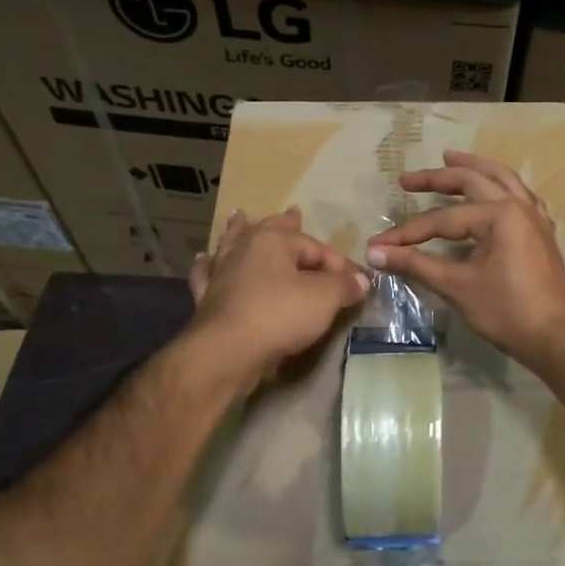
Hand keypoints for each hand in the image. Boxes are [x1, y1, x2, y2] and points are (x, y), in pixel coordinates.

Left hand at [186, 207, 367, 391]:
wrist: (227, 353)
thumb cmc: (279, 316)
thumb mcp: (324, 298)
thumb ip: (344, 285)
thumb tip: (361, 280)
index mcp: (272, 241)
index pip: (315, 247)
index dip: (339, 264)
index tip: (357, 283)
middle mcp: (243, 249)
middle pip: (268, 230)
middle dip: (284, 222)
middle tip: (293, 212)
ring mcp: (221, 273)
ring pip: (231, 245)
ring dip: (238, 231)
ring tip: (239, 217)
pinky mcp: (207, 298)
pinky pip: (207, 275)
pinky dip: (207, 266)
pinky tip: (204, 260)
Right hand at [366, 151, 564, 370]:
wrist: (556, 337)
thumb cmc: (506, 310)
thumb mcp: (457, 286)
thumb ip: (415, 264)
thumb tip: (374, 253)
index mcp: (500, 214)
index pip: (443, 219)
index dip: (408, 232)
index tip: (378, 244)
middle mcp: (520, 206)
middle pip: (473, 181)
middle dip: (438, 178)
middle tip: (408, 180)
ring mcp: (535, 218)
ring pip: (503, 180)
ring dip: (475, 168)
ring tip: (451, 158)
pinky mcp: (542, 233)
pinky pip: (520, 197)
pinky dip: (501, 187)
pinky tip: (495, 190)